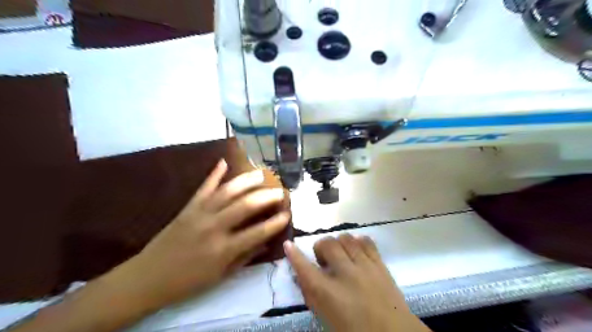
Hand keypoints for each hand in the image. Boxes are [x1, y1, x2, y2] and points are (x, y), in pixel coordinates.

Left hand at [110, 160, 290, 310]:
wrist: (148, 277)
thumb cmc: (188, 281)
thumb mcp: (222, 275)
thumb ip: (246, 256)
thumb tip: (267, 242)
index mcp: (224, 249)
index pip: (258, 232)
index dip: (276, 222)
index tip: (288, 214)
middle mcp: (214, 227)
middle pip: (246, 206)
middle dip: (266, 197)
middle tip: (280, 192)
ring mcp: (200, 213)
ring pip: (227, 191)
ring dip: (247, 180)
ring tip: (261, 173)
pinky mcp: (188, 207)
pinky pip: (204, 187)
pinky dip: (214, 173)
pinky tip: (224, 161)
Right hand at [283, 235, 428, 330]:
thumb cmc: (355, 330)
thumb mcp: (326, 317)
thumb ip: (312, 295)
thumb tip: (302, 276)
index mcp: (328, 294)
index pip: (305, 268)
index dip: (294, 255)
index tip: (288, 245)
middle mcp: (345, 275)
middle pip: (327, 244)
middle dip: (321, 247)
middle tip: (324, 258)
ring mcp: (364, 266)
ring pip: (346, 238)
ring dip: (339, 243)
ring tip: (341, 254)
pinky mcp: (380, 263)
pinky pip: (365, 241)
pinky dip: (357, 241)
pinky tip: (356, 249)